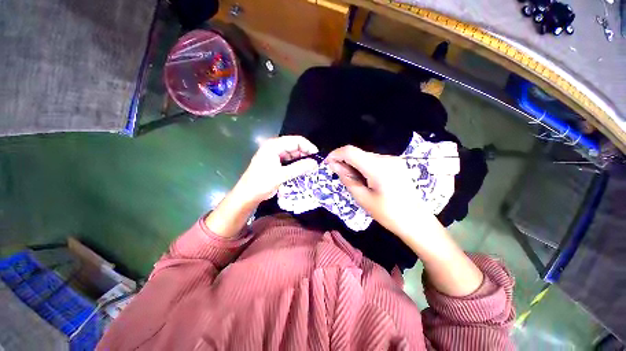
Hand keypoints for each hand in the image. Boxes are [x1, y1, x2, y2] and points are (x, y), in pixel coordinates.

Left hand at [234, 136, 318, 203]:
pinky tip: (302, 170)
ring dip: (301, 160)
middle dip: (306, 154)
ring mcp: (274, 154)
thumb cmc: (262, 183)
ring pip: (293, 153)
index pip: (296, 141)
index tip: (317, 157)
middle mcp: (274, 147)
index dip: (308, 147)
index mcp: (274, 146)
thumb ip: (299, 168)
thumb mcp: (282, 175)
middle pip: (295, 146)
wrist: (247, 194)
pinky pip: (289, 160)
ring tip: (311, 168)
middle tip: (315, 164)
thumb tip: (315, 163)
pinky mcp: (275, 162)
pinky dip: (296, 164)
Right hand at [326, 145, 425, 238]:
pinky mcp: (396, 163)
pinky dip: (364, 166)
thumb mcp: (363, 198)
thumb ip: (347, 179)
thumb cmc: (388, 214)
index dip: (336, 154)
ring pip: (365, 156)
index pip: (351, 151)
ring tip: (354, 180)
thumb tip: (334, 165)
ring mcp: (393, 159)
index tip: (328, 163)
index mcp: (378, 168)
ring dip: (354, 164)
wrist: (416, 221)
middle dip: (345, 161)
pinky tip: (365, 179)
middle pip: (358, 153)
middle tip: (339, 175)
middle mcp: (386, 158)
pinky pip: (373, 160)